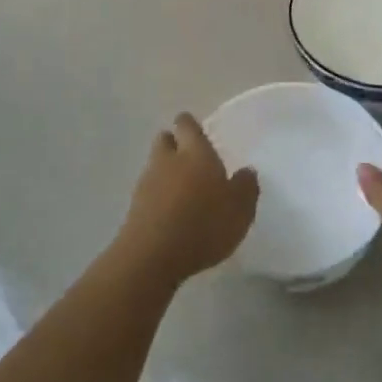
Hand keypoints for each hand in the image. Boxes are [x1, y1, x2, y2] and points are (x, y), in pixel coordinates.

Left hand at [116, 114, 259, 284]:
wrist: (152, 256)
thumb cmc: (203, 224)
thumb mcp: (240, 209)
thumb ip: (246, 187)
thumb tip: (247, 171)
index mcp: (196, 152)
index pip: (187, 125)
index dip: (190, 125)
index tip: (197, 131)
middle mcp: (168, 160)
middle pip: (165, 140)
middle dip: (174, 144)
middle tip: (189, 158)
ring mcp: (147, 183)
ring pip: (155, 166)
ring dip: (165, 173)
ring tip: (182, 192)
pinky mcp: (134, 208)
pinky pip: (148, 193)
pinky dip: (157, 198)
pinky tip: (170, 216)